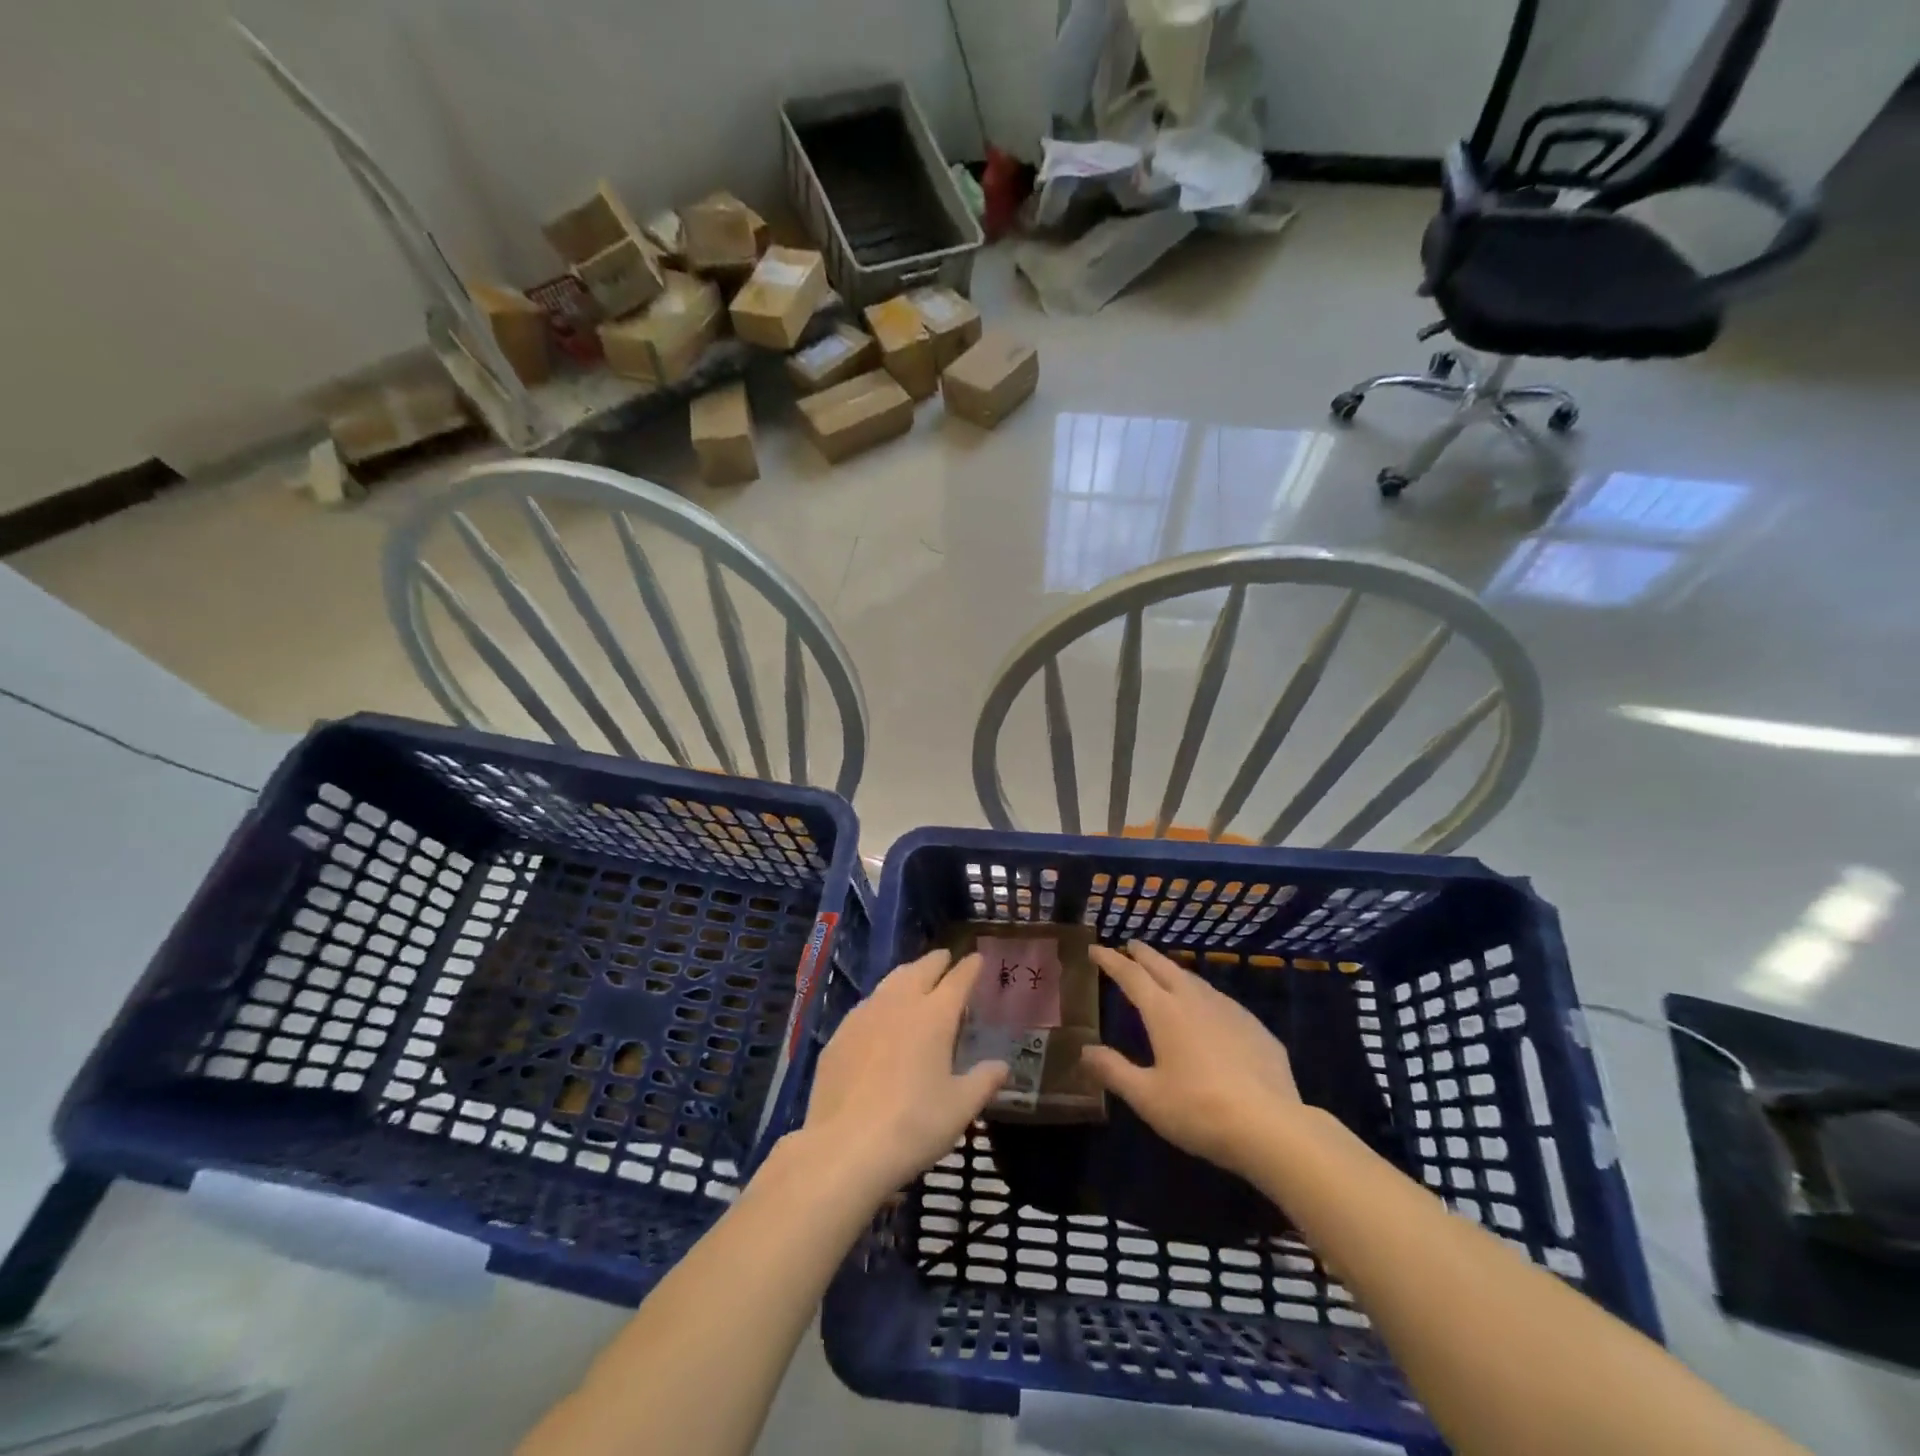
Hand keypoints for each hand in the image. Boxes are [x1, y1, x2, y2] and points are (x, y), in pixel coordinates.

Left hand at [801, 950, 1007, 1197]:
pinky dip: (882, 1000)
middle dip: (936, 961)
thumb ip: (983, 1082)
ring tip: (914, 977)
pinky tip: (880, 1014)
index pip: (958, 980)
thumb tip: (1002, 1066)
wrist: (844, 1147)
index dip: (970, 968)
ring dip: (907, 974)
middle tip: (946, 958)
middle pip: (921, 969)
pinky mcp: (840, 1034)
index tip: (977, 958)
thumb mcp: (960, 1109)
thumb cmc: (913, 1125)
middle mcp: (900, 1004)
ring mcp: (865, 1015)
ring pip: (890, 981)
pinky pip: (867, 1004)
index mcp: (935, 1016)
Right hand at [1080, 940, 1302, 1177]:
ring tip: (1165, 972)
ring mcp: (1229, 1011)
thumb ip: (1114, 1070)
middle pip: (1164, 967)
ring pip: (1195, 980)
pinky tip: (1208, 1010)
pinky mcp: (1255, 1028)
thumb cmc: (1199, 1110)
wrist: (1272, 1126)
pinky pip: (1221, 1001)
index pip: (1131, 975)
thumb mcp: (1147, 1097)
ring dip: (1174, 971)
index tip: (1095, 949)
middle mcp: (1195, 1001)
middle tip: (1131, 945)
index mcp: (1164, 1012)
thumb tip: (1085, 1050)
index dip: (1111, 960)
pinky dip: (1203, 995)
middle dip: (1143, 954)